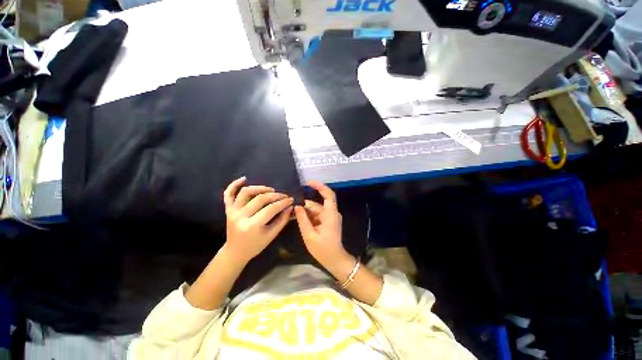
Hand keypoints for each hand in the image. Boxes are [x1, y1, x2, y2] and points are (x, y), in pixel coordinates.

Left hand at [222, 176, 292, 263]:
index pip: (271, 209)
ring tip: (270, 190)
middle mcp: (240, 216)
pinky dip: (234, 185)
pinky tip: (244, 179)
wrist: (235, 251)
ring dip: (260, 188)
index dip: (283, 202)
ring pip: (246, 192)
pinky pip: (228, 194)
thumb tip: (290, 207)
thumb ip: (282, 220)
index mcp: (252, 226)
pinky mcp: (228, 209)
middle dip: (275, 195)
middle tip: (284, 195)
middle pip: (260, 198)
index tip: (291, 199)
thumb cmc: (255, 245)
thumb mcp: (271, 235)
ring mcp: (232, 211)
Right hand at [294, 181, 347, 267]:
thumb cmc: (323, 249)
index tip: (308, 183)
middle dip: (304, 205)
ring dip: (305, 212)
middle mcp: (331, 213)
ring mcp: (330, 217)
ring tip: (292, 214)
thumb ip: (302, 219)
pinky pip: (317, 215)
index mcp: (330, 214)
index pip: (328, 194)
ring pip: (316, 210)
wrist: (335, 260)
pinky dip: (308, 217)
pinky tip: (299, 219)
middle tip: (291, 207)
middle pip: (317, 204)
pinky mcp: (327, 222)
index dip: (319, 186)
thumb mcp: (309, 235)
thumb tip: (297, 206)